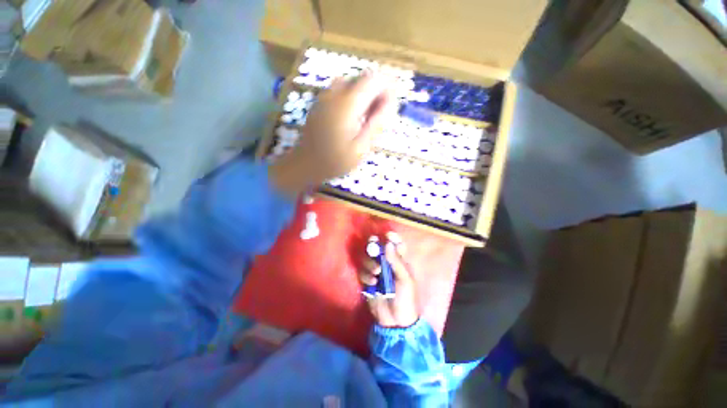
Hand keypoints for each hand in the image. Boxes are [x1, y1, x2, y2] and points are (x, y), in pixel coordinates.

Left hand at [270, 72, 397, 195]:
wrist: (304, 164)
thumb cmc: (334, 161)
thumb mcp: (360, 148)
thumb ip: (376, 124)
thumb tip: (390, 103)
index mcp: (347, 105)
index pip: (373, 80)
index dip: (387, 88)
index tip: (391, 105)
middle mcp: (335, 93)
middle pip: (362, 78)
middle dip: (376, 91)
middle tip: (379, 115)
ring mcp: (325, 96)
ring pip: (352, 82)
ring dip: (364, 94)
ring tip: (366, 117)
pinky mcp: (320, 102)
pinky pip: (340, 90)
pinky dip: (352, 97)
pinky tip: (352, 117)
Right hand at [359, 238, 419, 327]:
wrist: (395, 321)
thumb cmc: (405, 298)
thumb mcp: (404, 280)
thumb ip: (396, 261)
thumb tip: (388, 243)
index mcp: (399, 261)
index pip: (396, 244)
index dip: (392, 238)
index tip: (387, 235)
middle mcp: (386, 263)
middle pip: (377, 248)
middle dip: (374, 247)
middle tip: (373, 247)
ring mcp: (376, 272)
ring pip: (367, 258)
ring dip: (370, 263)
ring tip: (377, 273)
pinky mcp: (367, 280)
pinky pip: (362, 272)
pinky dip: (366, 275)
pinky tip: (372, 283)